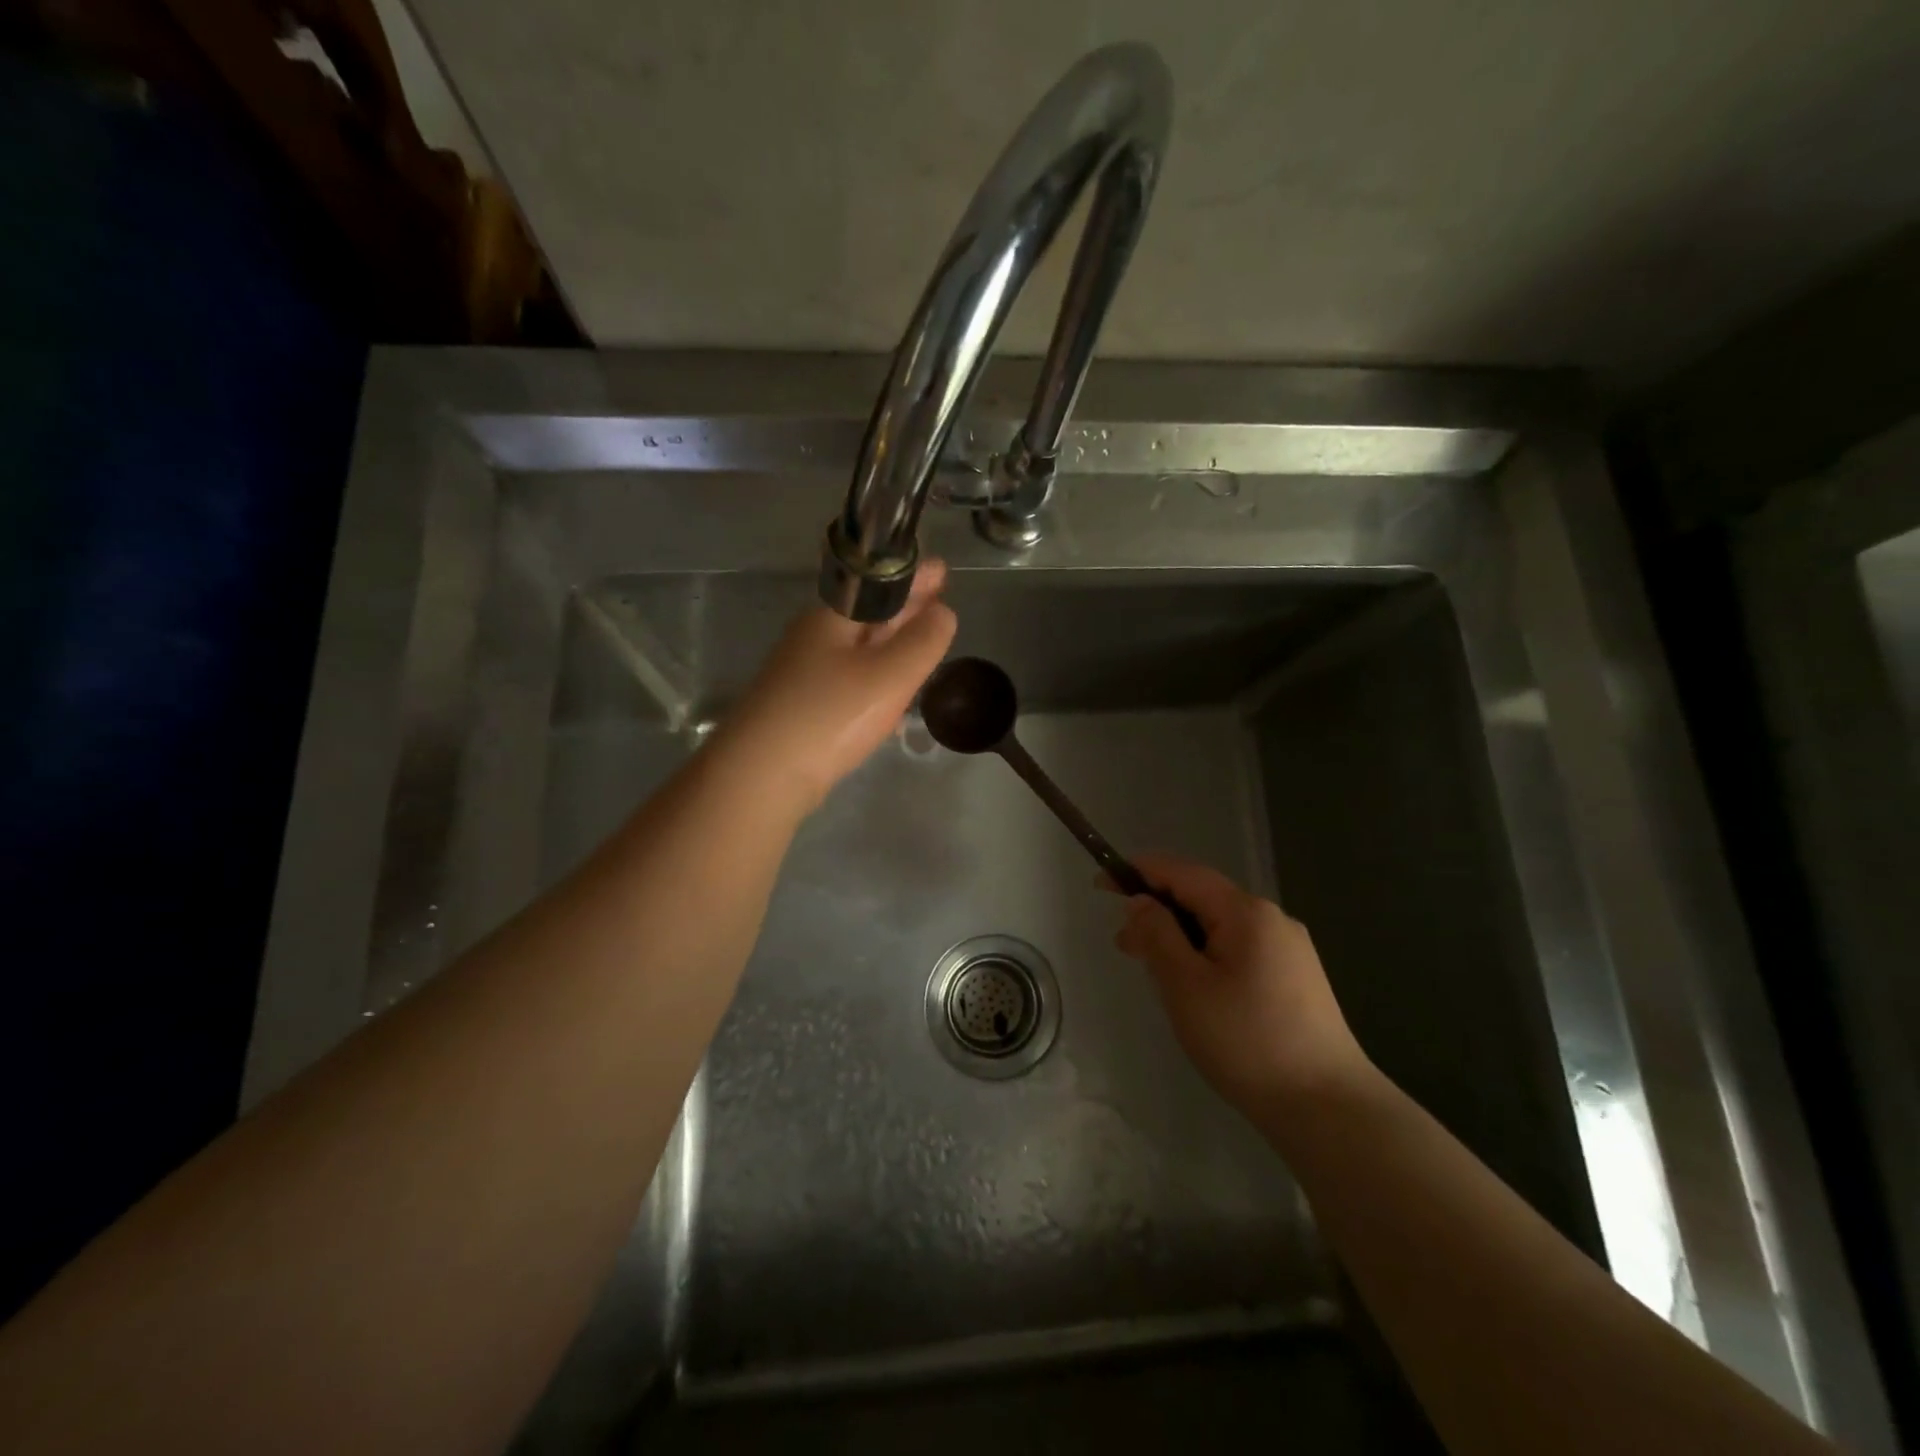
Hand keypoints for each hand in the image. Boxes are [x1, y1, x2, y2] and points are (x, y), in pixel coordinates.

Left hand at [717, 560, 956, 813]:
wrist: (760, 777)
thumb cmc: (829, 716)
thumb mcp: (888, 676)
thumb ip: (922, 642)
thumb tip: (944, 613)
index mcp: (832, 618)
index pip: (877, 584)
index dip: (912, 577)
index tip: (943, 570)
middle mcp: (815, 638)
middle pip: (867, 614)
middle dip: (905, 607)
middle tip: (941, 599)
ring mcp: (806, 674)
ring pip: (859, 648)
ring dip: (892, 642)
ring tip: (924, 640)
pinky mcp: (805, 708)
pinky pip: (851, 679)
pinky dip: (878, 677)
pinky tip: (893, 694)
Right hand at [1109, 855, 1372, 1116]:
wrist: (1328, 1107)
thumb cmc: (1246, 1040)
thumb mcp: (1186, 986)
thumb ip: (1158, 935)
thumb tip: (1141, 901)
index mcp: (1246, 912)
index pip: (1183, 873)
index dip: (1140, 872)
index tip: (1102, 883)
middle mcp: (1272, 919)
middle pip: (1203, 899)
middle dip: (1158, 911)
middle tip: (1123, 945)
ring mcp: (1290, 950)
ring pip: (1220, 927)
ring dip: (1180, 937)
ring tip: (1151, 969)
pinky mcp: (1297, 979)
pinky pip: (1239, 950)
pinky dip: (1206, 955)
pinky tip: (1194, 987)